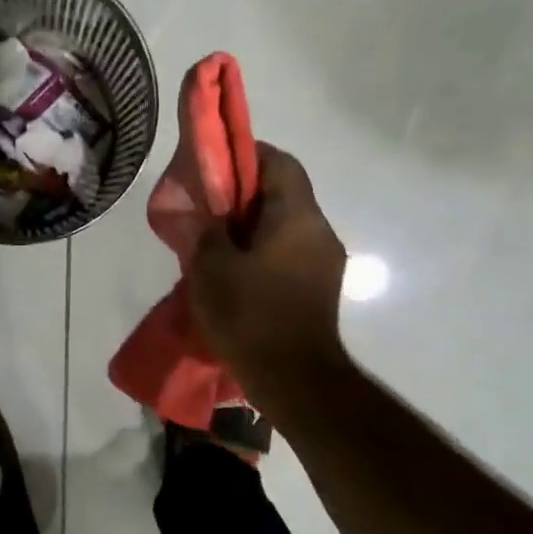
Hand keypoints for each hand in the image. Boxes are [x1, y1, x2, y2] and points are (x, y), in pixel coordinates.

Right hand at [188, 143, 348, 386]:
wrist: (294, 379)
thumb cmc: (250, 314)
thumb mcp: (211, 267)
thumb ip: (206, 230)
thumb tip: (207, 214)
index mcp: (297, 217)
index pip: (280, 162)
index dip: (247, 154)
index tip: (215, 166)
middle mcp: (320, 231)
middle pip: (284, 193)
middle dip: (245, 194)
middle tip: (208, 209)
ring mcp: (325, 262)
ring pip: (286, 225)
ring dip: (253, 226)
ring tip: (217, 244)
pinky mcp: (320, 288)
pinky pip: (290, 252)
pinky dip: (264, 251)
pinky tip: (237, 272)